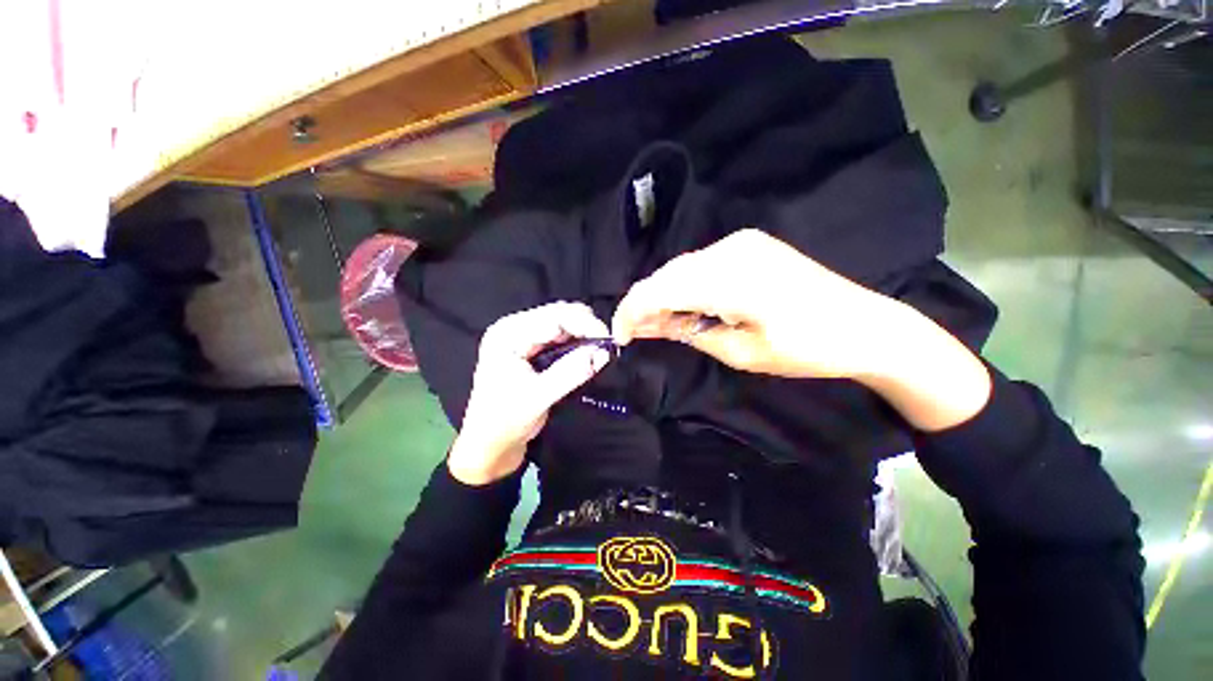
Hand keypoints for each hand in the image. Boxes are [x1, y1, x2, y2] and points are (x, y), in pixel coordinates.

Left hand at [448, 302, 612, 484]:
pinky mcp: (531, 346)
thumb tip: (603, 353)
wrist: (489, 444)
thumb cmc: (505, 421)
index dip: (585, 324)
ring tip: (601, 350)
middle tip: (608, 347)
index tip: (610, 340)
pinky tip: (588, 352)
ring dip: (584, 333)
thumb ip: (571, 372)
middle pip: (558, 314)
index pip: (553, 317)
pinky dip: (577, 341)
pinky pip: (561, 335)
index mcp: (507, 334)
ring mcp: (522, 335)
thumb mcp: (538, 397)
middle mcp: (514, 327)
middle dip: (586, 327)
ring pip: (562, 322)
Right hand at [612, 229, 902, 379]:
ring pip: (681, 268)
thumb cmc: (806, 349)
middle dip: (645, 304)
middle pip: (666, 274)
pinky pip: (701, 265)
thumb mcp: (740, 351)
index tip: (619, 335)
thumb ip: (689, 332)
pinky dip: (686, 286)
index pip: (659, 288)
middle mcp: (729, 248)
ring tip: (659, 324)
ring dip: (664, 295)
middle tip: (637, 333)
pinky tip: (686, 306)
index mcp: (729, 278)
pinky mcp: (749, 245)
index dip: (631, 312)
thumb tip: (650, 325)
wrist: (865, 325)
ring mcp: (741, 242)